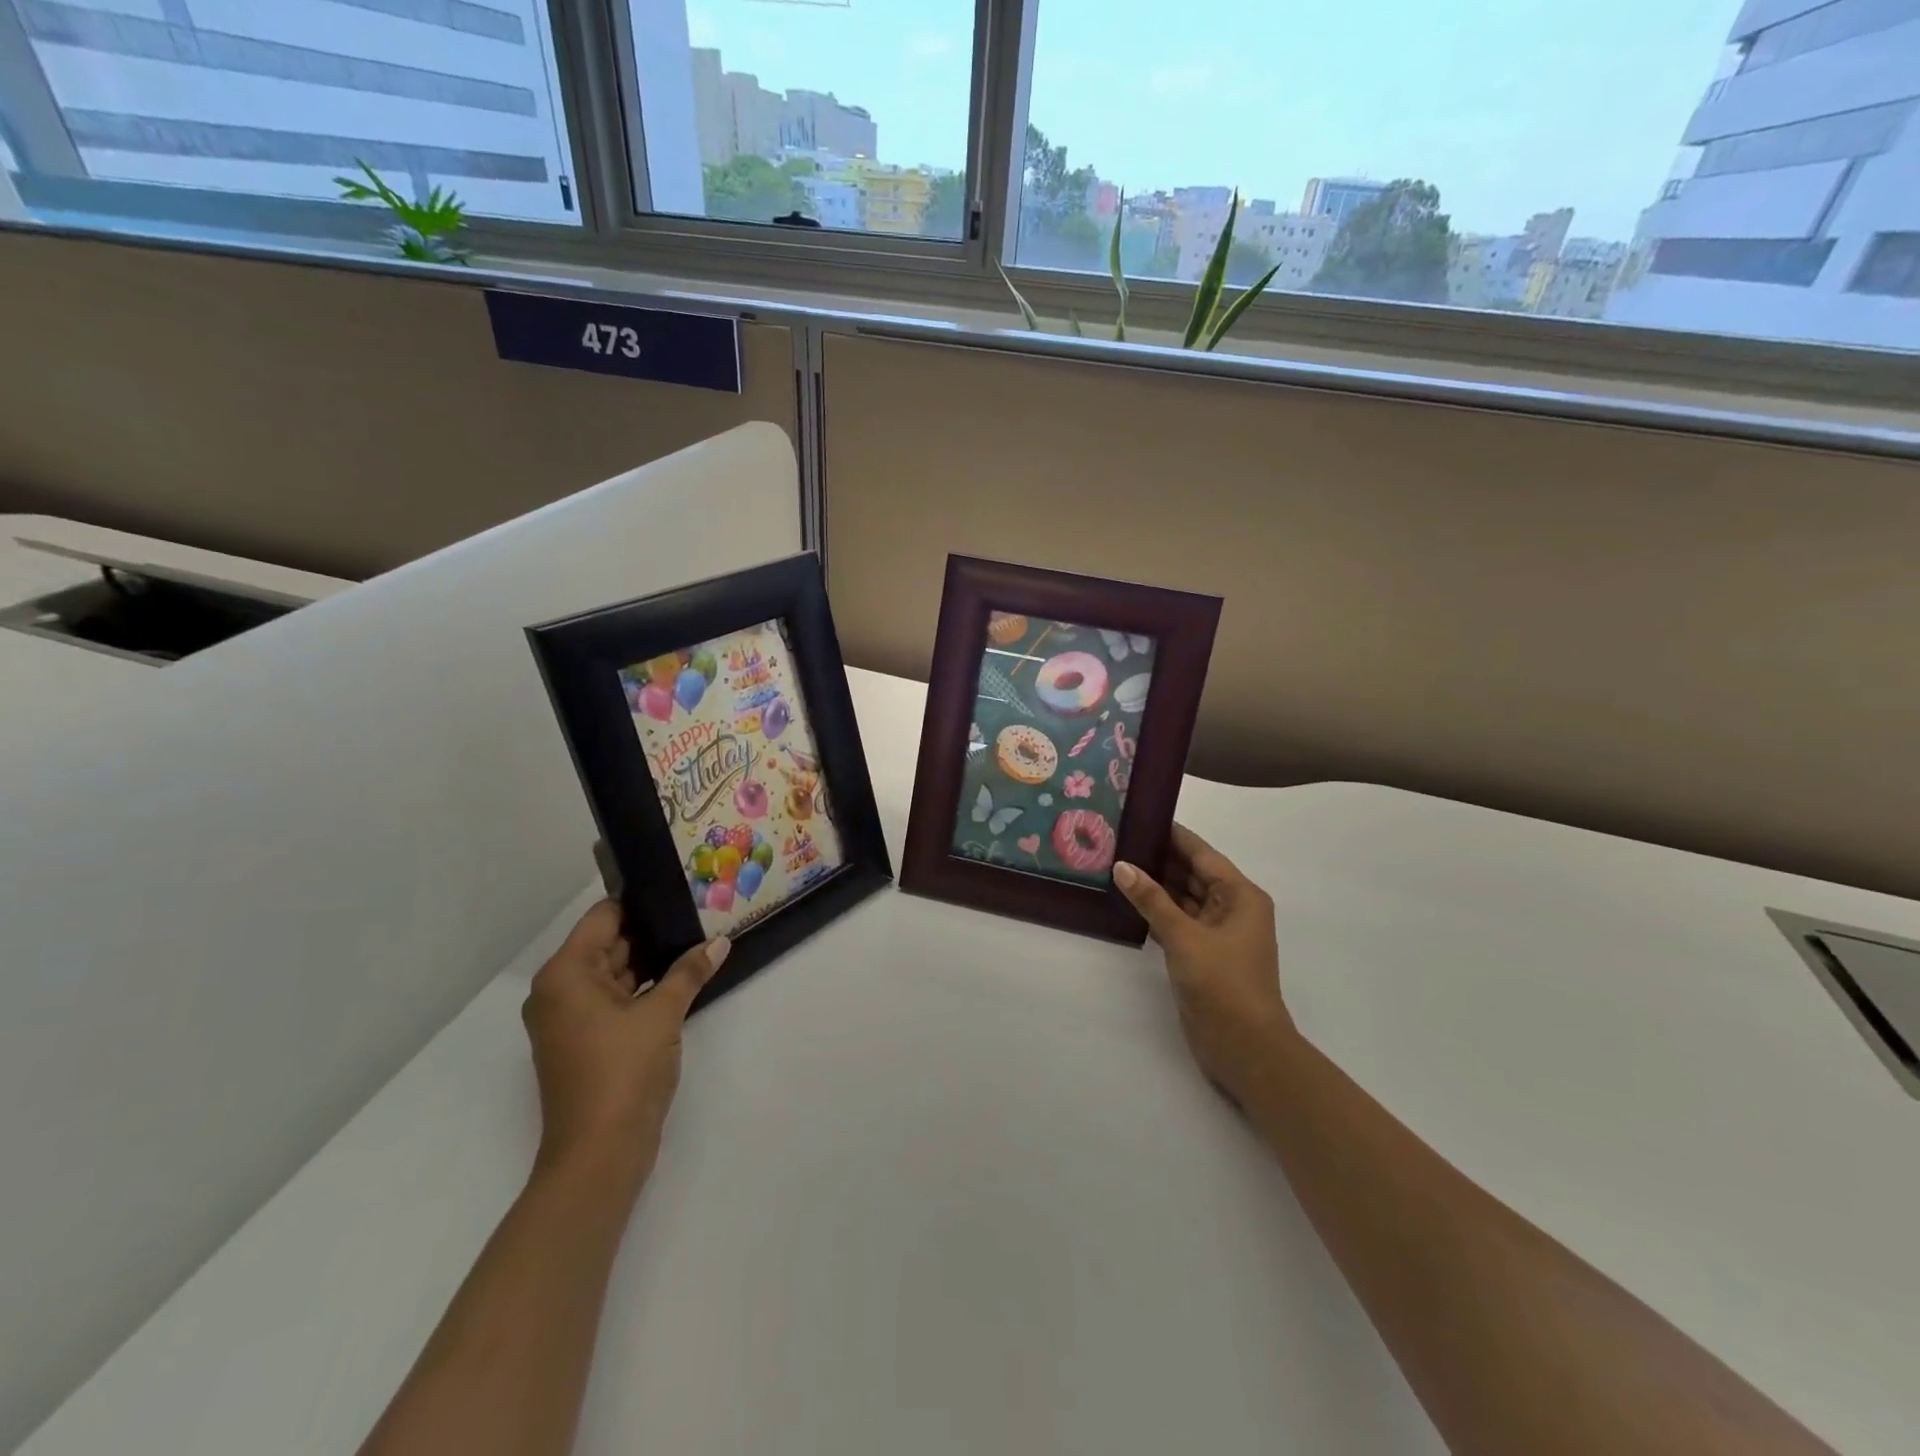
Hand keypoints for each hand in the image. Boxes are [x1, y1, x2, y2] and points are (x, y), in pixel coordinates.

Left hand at [520, 900, 728, 1190]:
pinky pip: (614, 1000)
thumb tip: (721, 942)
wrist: (599, 1155)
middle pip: (608, 943)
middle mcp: (559, 991)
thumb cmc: (623, 1072)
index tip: (679, 891)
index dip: (640, 903)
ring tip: (696, 943)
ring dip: (651, 962)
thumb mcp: (663, 1014)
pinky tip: (681, 980)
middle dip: (652, 932)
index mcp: (566, 974)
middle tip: (698, 915)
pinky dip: (642, 989)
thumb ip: (690, 972)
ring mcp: (569, 1020)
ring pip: (614, 973)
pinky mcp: (584, 1042)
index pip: (604, 918)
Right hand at [1115, 824, 1293, 1101]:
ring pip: (1182, 898)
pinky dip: (1155, 911)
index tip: (1141, 815)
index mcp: (1240, 896)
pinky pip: (1176, 921)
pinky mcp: (1202, 955)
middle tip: (1117, 839)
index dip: (1173, 835)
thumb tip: (1122, 866)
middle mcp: (1231, 908)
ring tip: (1115, 864)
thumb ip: (1152, 900)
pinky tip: (1126, 901)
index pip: (1202, 854)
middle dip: (1158, 858)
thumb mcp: (1184, 937)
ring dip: (1154, 885)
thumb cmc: (1223, 984)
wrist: (1245, 1049)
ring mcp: (1217, 933)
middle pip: (1192, 873)